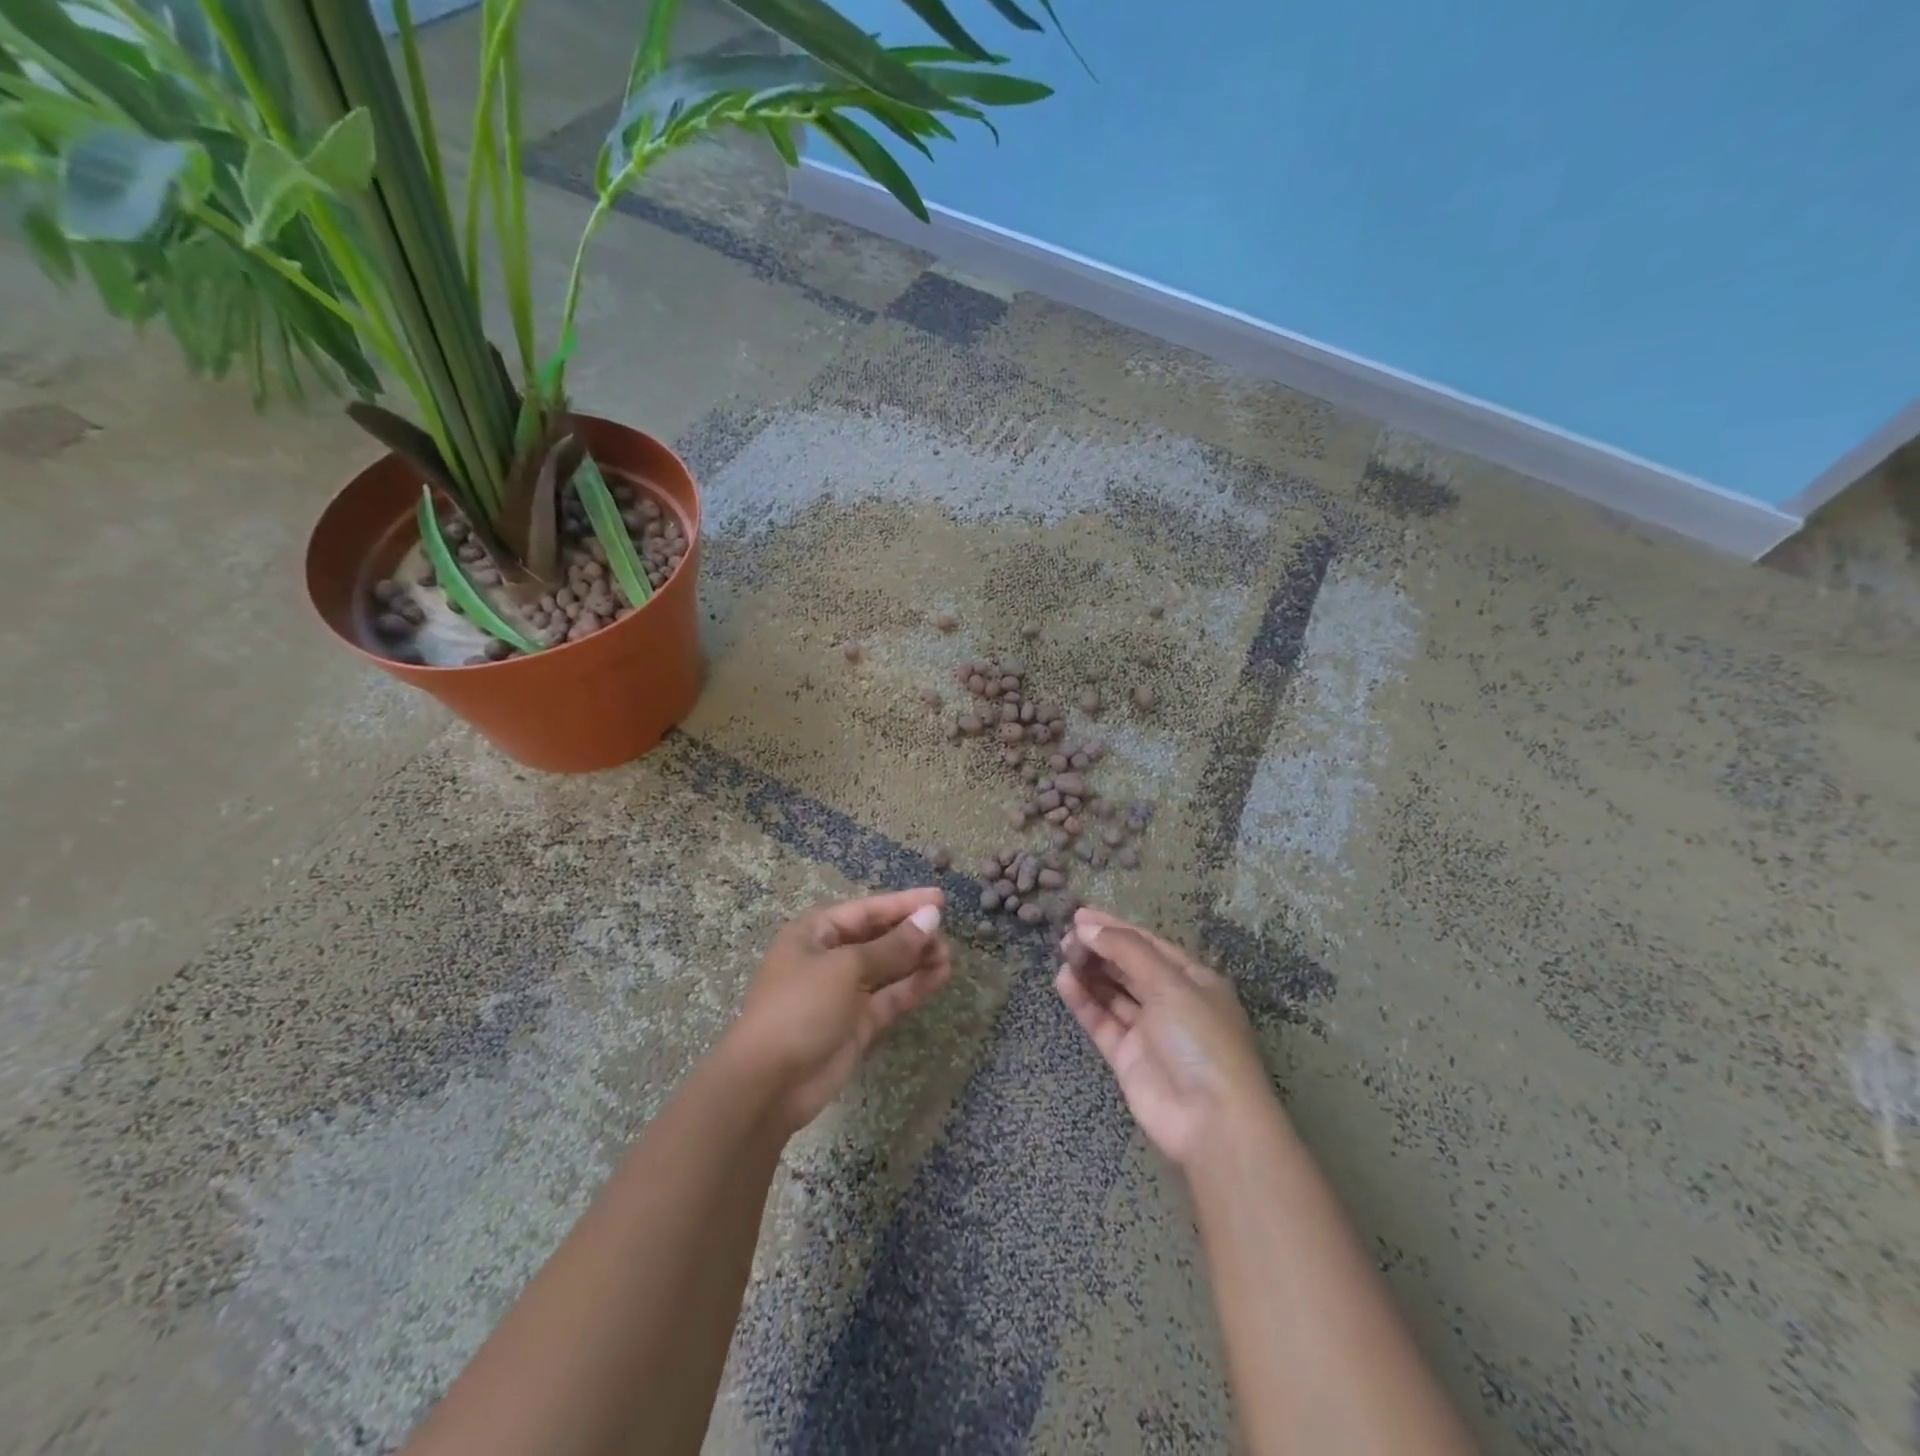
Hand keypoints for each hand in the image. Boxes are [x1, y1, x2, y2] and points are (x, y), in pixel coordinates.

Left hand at [726, 888, 951, 1134]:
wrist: (769, 1084)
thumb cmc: (800, 1008)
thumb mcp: (846, 968)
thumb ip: (892, 945)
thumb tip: (930, 917)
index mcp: (815, 933)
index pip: (866, 910)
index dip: (903, 903)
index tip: (940, 898)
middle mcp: (829, 958)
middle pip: (878, 937)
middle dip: (912, 934)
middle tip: (947, 934)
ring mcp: (843, 992)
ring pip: (887, 968)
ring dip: (917, 960)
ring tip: (949, 956)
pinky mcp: (856, 1023)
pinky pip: (890, 996)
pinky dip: (913, 986)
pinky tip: (940, 976)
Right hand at [1054, 907, 1272, 1169]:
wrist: (1211, 1121)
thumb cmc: (1201, 1039)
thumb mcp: (1170, 983)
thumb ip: (1127, 950)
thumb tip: (1087, 926)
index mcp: (1193, 979)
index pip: (1148, 944)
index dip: (1115, 928)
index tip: (1080, 915)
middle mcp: (1171, 1001)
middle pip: (1128, 966)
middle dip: (1099, 949)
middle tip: (1065, 937)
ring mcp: (1149, 1030)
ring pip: (1113, 992)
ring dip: (1089, 972)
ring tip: (1062, 953)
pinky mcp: (1127, 1057)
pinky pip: (1102, 1020)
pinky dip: (1084, 1001)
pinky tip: (1064, 981)